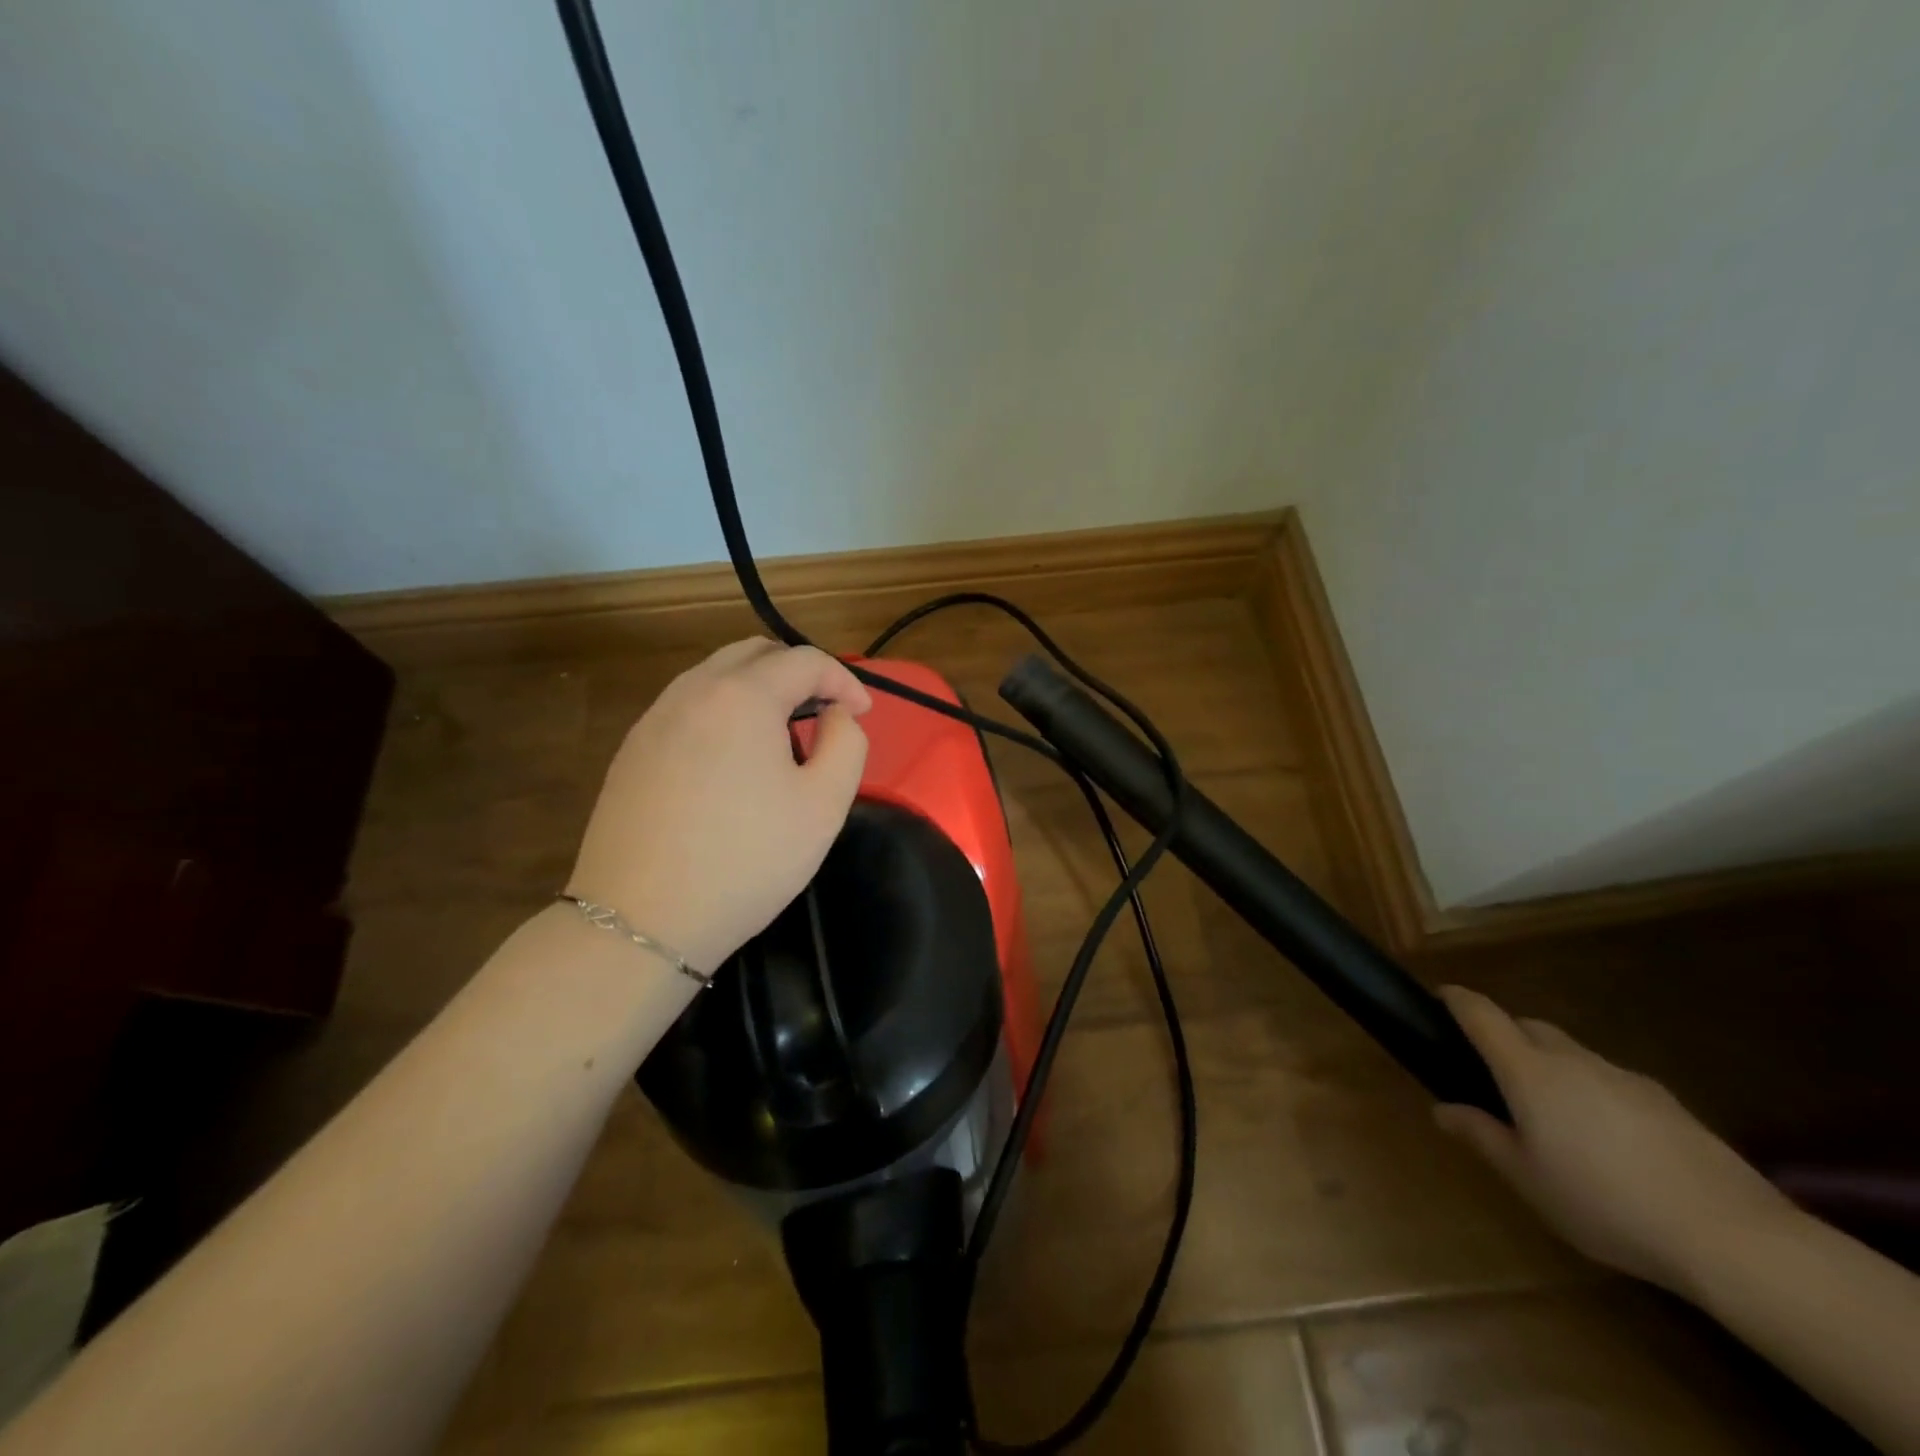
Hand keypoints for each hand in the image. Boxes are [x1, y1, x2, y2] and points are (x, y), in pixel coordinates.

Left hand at [566, 638, 871, 974]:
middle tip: (824, 712)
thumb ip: (847, 744)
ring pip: (715, 676)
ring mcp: (654, 719)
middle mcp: (693, 691)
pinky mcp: (632, 750)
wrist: (641, 920)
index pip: (805, 660)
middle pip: (754, 653)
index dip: (844, 680)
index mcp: (743, 696)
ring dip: (758, 689)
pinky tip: (732, 760)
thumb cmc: (746, 860)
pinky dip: (722, 711)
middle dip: (799, 673)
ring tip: (781, 735)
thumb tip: (837, 715)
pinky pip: (688, 706)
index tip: (861, 714)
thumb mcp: (824, 805)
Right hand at [1434, 986, 1792, 1295]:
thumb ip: (1482, 1136)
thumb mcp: (1527, 1179)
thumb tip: (1443, 1109)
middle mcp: (1573, 1060)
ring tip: (1553, 1116)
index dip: (1457, 999)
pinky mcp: (1668, 1104)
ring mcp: (1626, 1078)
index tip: (1440, 996)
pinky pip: (1612, 1082)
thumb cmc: (1606, 1203)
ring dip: (1552, 1067)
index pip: (1482, 1014)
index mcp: (1529, 1071)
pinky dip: (1593, 1093)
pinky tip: (1609, 1144)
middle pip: (1529, 1027)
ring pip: (1573, 1055)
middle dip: (1505, 1036)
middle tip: (1493, 1072)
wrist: (1735, 1237)